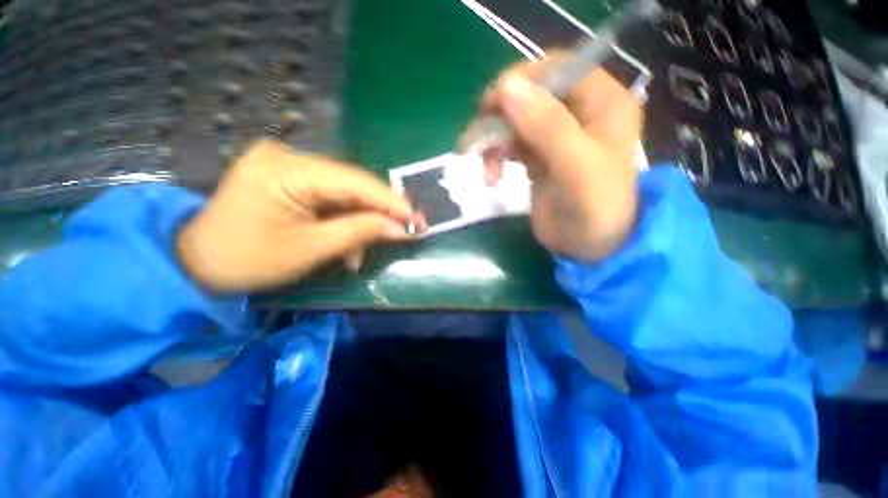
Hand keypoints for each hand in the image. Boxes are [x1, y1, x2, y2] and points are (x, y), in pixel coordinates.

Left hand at [177, 140, 420, 292]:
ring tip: (364, 250)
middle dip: (380, 211)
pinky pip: (330, 196)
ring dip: (361, 220)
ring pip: (344, 192)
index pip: (354, 181)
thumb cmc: (248, 261)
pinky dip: (344, 219)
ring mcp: (288, 164)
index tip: (417, 219)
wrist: (197, 263)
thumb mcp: (310, 250)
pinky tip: (346, 243)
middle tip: (406, 230)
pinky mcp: (289, 176)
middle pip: (352, 184)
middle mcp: (288, 156)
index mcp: (285, 170)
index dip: (390, 201)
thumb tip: (401, 228)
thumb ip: (360, 232)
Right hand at [481, 57, 642, 261]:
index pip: (558, 68)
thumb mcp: (577, 168)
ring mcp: (556, 135)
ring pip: (515, 120)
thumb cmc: (595, 210)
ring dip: (493, 140)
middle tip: (478, 140)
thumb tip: (506, 87)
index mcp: (602, 102)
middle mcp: (579, 112)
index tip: (492, 105)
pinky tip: (492, 177)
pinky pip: (510, 144)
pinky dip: (495, 157)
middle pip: (530, 94)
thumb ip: (547, 126)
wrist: (590, 247)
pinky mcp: (539, 156)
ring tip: (486, 169)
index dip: (522, 80)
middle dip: (500, 116)